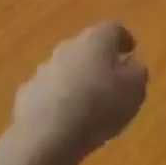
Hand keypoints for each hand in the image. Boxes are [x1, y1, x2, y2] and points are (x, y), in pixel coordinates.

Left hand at [7, 22, 147, 164]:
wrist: (46, 136)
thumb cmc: (99, 107)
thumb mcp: (134, 90)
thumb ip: (137, 72)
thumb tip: (131, 64)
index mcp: (97, 38)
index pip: (114, 28)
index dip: (124, 40)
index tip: (131, 52)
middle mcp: (69, 45)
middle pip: (88, 46)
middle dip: (99, 60)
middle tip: (111, 80)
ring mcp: (45, 68)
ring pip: (67, 68)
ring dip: (77, 80)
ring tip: (88, 104)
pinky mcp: (28, 93)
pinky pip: (49, 91)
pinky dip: (58, 100)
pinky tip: (64, 121)